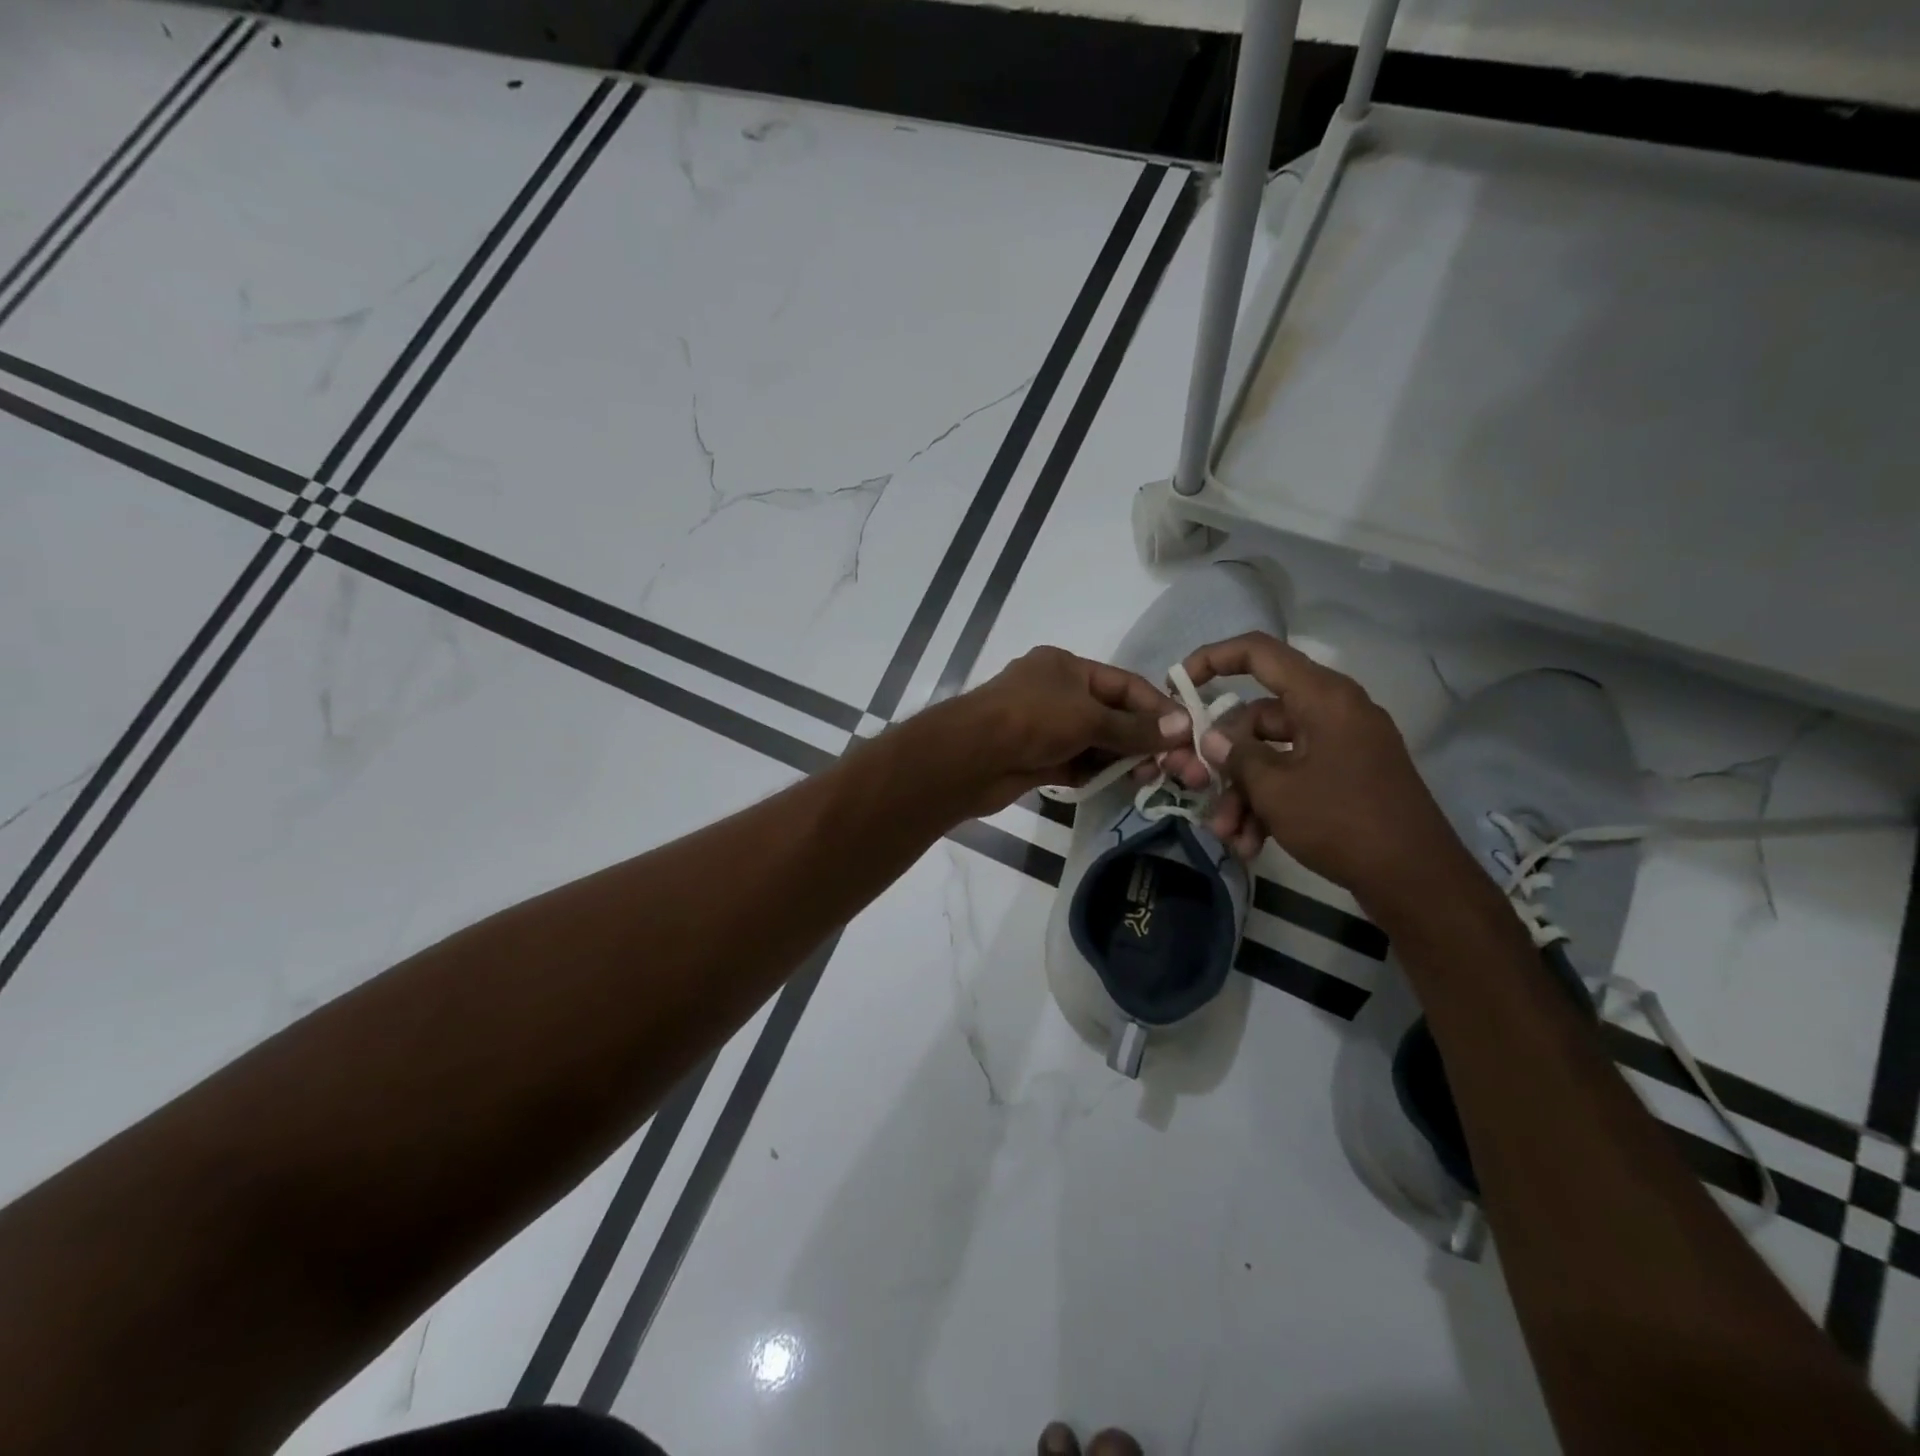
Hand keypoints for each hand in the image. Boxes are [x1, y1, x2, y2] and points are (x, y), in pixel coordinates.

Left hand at [940, 647, 1187, 814]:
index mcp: (1066, 667)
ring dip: (1121, 759)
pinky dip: (1097, 773)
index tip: (1185, 733)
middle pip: (1111, 714)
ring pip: (1094, 742)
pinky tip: (1121, 786)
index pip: (1124, 684)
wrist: (970, 757)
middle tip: (1172, 766)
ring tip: (1151, 778)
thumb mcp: (1089, 717)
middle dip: (1141, 739)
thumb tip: (1183, 726)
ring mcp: (1044, 727)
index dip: (1156, 707)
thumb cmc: (1032, 720)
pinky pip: (1076, 764)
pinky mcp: (1036, 759)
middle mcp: (1056, 693)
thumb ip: (1134, 727)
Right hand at [1168, 633, 1469, 903]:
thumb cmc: (1342, 821)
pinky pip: (1294, 776)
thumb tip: (1212, 738)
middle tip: (1196, 787)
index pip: (1258, 653)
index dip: (1212, 659)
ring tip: (1227, 834)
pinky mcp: (1346, 777)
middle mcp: (1333, 712)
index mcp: (1322, 697)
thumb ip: (1236, 756)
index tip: (1177, 684)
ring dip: (1242, 793)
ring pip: (1271, 754)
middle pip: (1257, 717)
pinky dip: (1269, 804)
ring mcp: (1341, 746)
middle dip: (1223, 759)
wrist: (1417, 880)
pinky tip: (1250, 844)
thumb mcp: (1275, 789)